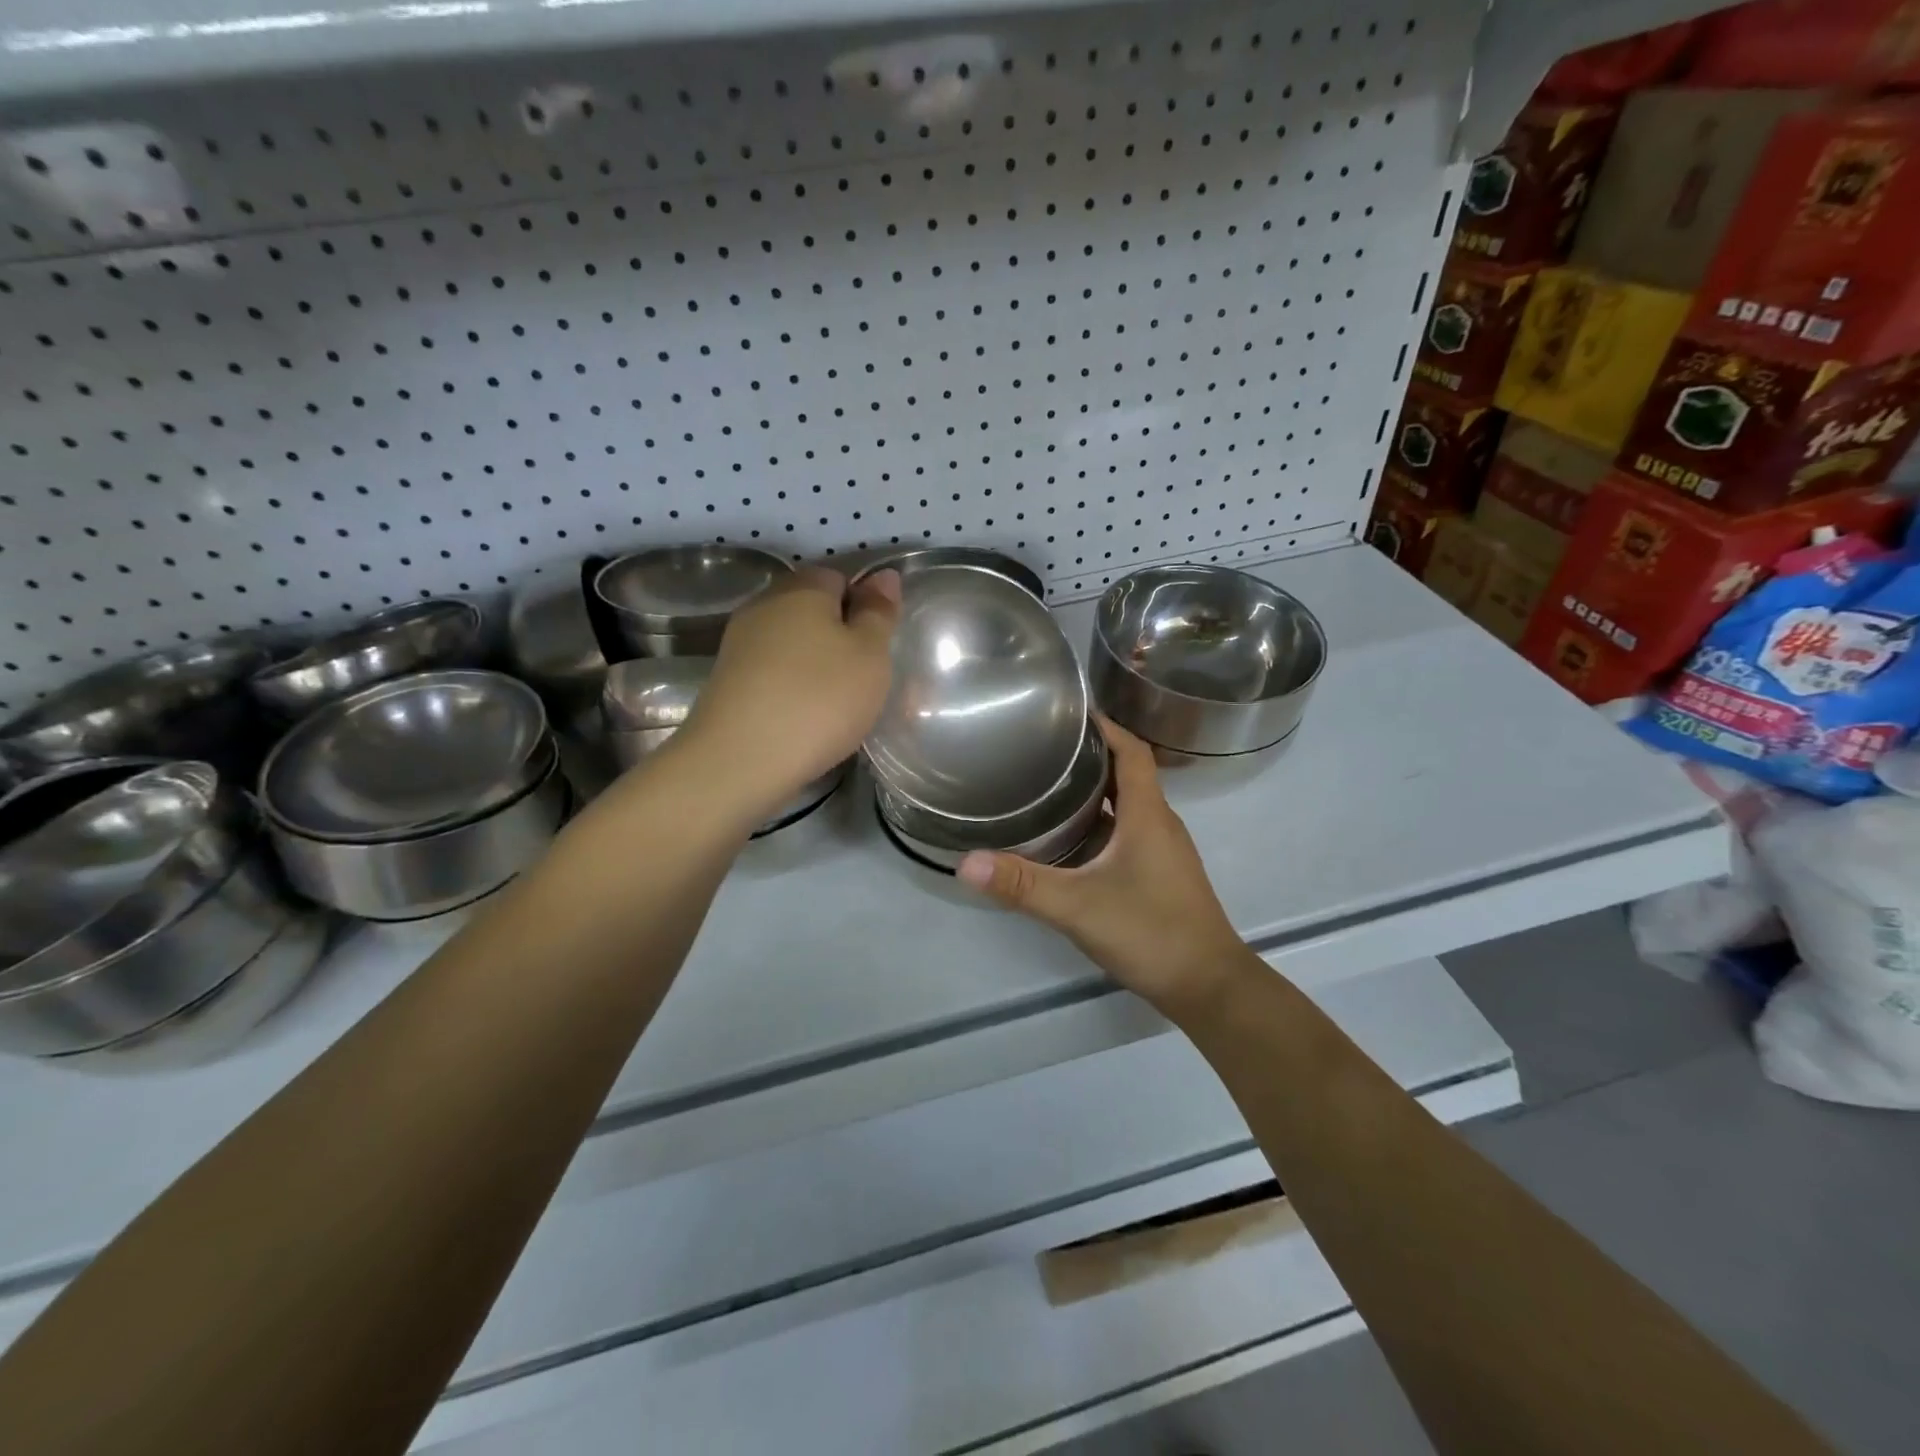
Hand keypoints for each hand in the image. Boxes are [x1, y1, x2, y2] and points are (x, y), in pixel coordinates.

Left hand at [683, 565, 899, 812]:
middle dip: (839, 636)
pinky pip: (772, 672)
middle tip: (864, 676)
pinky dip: (791, 687)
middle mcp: (764, 605)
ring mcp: (740, 643)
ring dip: (815, 664)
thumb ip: (878, 613)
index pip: (840, 577)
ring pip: (791, 643)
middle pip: (811, 609)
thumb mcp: (869, 655)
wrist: (740, 760)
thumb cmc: (819, 699)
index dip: (864, 606)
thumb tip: (884, 575)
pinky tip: (804, 717)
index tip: (878, 645)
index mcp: (802, 587)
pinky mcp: (727, 680)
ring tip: (837, 702)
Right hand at [956, 716, 1249, 1019]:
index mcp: (1147, 815)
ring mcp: (1163, 852)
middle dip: (1091, 757)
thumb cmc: (1151, 932)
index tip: (1071, 712)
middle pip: (1128, 775)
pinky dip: (1102, 825)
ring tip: (1049, 787)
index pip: (1132, 751)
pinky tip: (1071, 842)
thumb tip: (965, 863)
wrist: (1209, 987)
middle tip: (1044, 749)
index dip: (1107, 726)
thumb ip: (1022, 884)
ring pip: (1128, 806)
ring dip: (1095, 792)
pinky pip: (1129, 833)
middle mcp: (1159, 824)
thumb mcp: (1078, 906)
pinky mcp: (1161, 876)